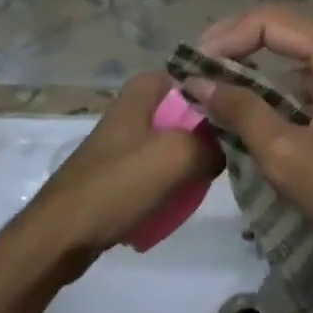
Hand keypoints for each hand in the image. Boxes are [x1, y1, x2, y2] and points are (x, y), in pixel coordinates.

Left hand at [15, 71, 224, 282]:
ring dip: (199, 158)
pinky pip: (165, 167)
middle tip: (244, 150)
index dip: (227, 91)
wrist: (60, 237)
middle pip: (193, 110)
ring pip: (181, 141)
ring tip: (222, 176)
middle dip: (217, 129)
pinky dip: (179, 180)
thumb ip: (214, 144)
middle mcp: (137, 107)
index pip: (201, 75)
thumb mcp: (176, 157)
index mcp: (145, 90)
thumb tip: (232, 147)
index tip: (253, 113)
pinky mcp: (125, 170)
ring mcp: (130, 140)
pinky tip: (191, 195)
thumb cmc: (115, 187)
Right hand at [185, 8, 312, 279]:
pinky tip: (245, 108)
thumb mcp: (287, 155)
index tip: (192, 65)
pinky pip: (304, 80)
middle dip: (235, 48)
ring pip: (291, 56)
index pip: (271, 21)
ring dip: (251, 69)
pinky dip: (272, 90)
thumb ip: (241, 111)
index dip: (226, 37)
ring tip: (211, 90)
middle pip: (282, 31)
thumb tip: (197, 81)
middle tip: (195, 73)